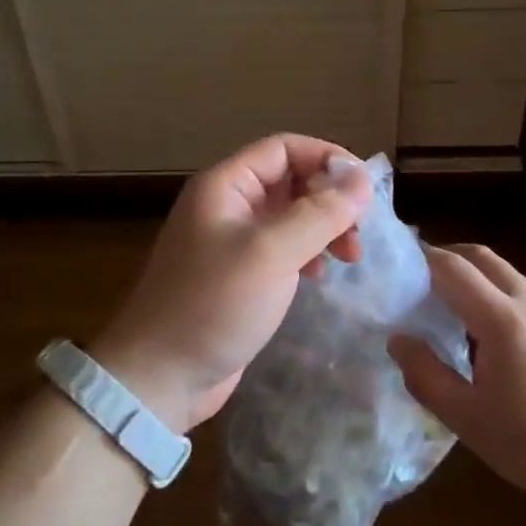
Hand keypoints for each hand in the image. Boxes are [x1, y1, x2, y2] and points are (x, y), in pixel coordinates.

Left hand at [90, 135, 371, 434]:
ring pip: (291, 217)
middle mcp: (228, 206)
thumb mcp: (271, 253)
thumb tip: (363, 178)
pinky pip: (283, 249)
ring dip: (324, 228)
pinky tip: (320, 276)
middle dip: (330, 198)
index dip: (326, 158)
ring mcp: (233, 243)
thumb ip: (320, 212)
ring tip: (350, 256)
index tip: (365, 187)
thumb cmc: (213, 304)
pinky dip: (308, 254)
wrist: (160, 377)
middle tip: (359, 231)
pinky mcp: (240, 276)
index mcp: (225, 186)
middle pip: (290, 180)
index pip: (284, 148)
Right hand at [388, 244, 525, 507]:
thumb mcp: (470, 421)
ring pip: (506, 273)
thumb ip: (427, 377)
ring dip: (473, 276)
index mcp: (501, 319)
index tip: (394, 268)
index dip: (420, 260)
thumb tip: (398, 340)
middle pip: (482, 256)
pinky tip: (491, 337)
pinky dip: (496, 294)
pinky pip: (524, 294)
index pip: (452, 268)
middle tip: (417, 279)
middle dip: (446, 256)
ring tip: (449, 308)